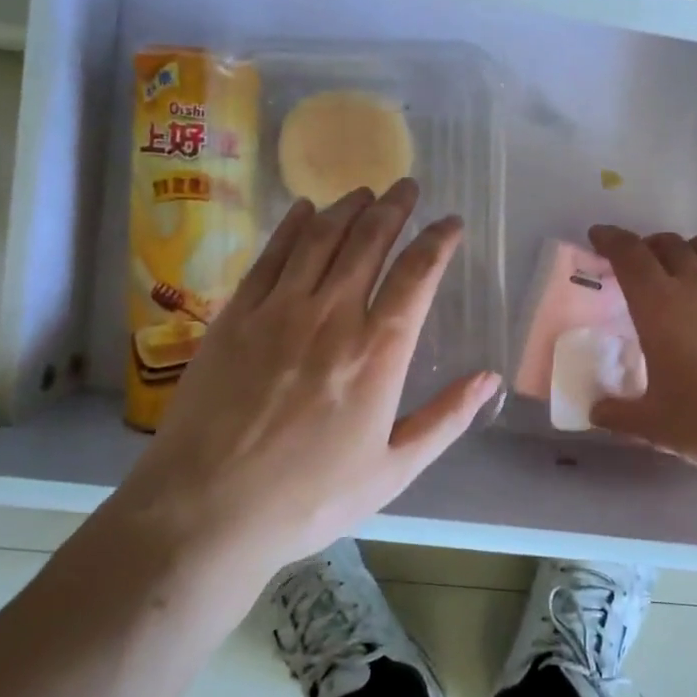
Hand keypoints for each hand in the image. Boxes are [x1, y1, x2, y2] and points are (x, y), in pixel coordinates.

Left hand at [111, 179, 500, 580]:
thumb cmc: (309, 498)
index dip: (438, 240)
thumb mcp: (393, 471)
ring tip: (364, 191)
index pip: (417, 275)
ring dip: (347, 208)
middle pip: (369, 241)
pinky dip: (292, 226)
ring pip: (321, 238)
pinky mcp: (236, 316)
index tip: (451, 221)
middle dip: (394, 207)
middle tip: (407, 186)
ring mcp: (278, 311)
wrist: (206, 510)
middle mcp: (331, 316)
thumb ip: (445, 419)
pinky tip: (304, 209)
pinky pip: (270, 256)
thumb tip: (490, 379)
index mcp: (377, 352)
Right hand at [587, 225, 696, 483]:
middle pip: (668, 244)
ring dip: (690, 252)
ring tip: (688, 271)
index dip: (611, 239)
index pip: (628, 255)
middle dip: (649, 247)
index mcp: (659, 306)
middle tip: (643, 265)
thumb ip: (618, 414)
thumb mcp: (655, 426)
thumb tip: (596, 411)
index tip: (600, 236)